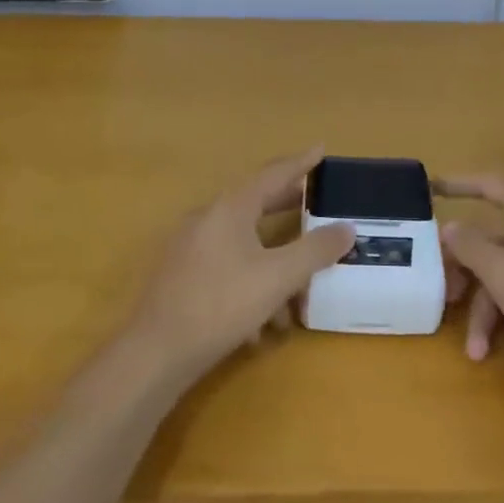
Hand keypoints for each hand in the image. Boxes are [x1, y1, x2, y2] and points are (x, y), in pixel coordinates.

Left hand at [133, 148, 354, 368]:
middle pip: (255, 203)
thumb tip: (347, 227)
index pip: (272, 174)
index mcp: (230, 208)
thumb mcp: (278, 277)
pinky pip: (225, 267)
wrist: (156, 352)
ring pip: (242, 242)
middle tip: (316, 204)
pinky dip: (249, 283)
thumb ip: (315, 250)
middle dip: (288, 207)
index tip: (321, 149)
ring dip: (272, 261)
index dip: (300, 163)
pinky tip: (261, 323)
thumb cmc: (221, 304)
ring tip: (298, 289)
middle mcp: (207, 219)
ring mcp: (190, 247)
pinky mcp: (181, 276)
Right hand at [438, 173, 503, 376]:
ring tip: (479, 352)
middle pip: (491, 244)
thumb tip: (450, 226)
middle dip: (468, 279)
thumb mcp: (500, 273)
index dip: (459, 184)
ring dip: (492, 315)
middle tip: (448, 301)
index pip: (488, 185)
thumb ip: (469, 246)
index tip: (431, 189)